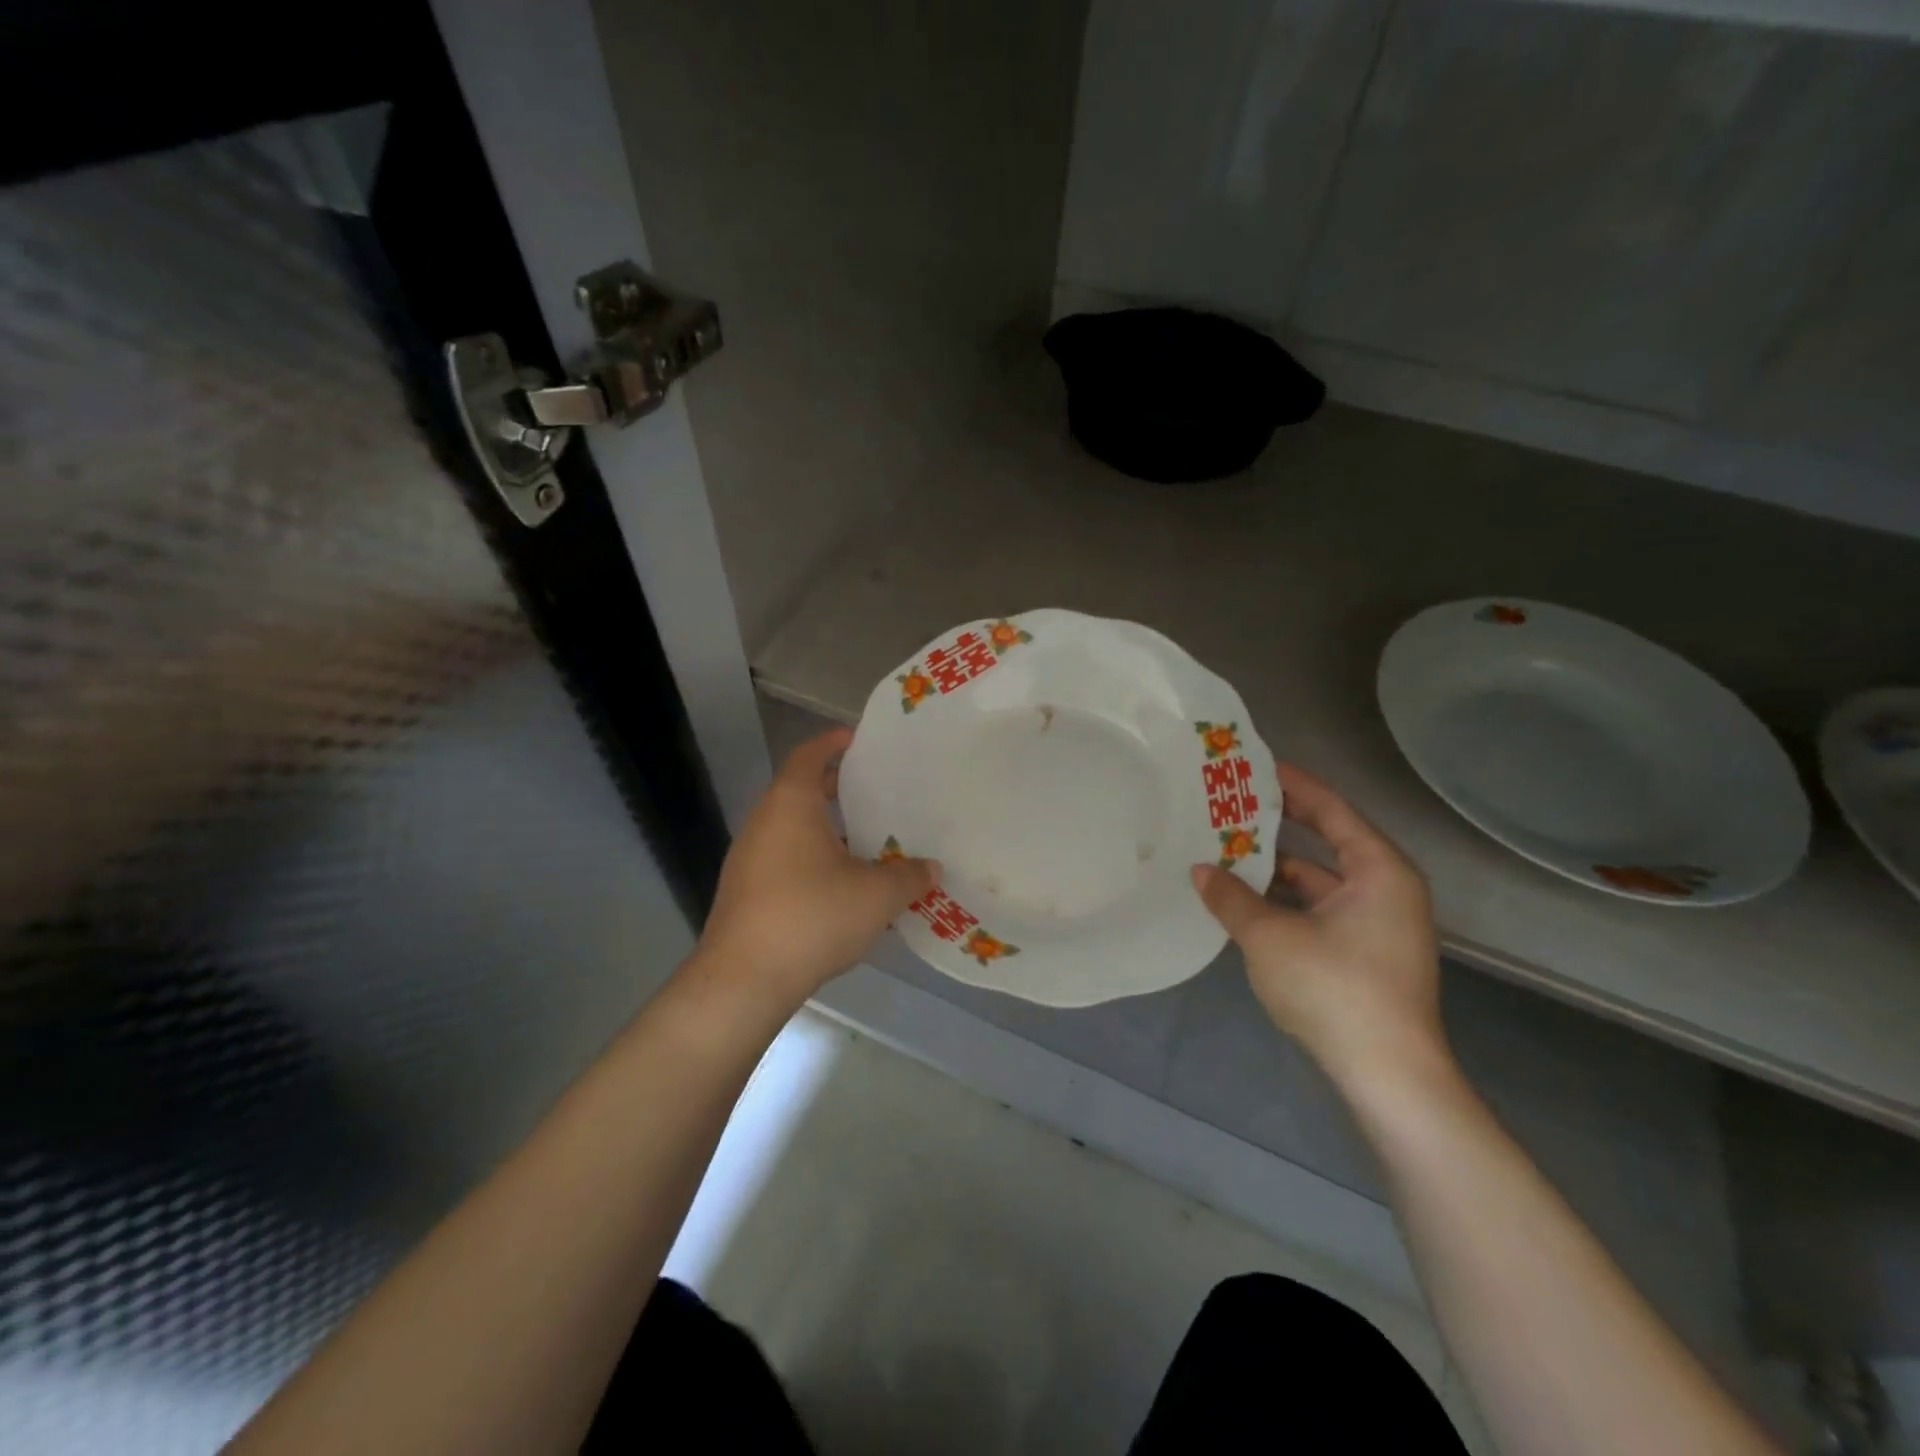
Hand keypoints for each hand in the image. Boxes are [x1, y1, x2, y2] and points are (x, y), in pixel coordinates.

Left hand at [694, 728, 939, 1008]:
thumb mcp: (877, 895)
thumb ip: (909, 876)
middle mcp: (764, 822)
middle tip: (877, 793)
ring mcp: (749, 859)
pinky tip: (843, 887)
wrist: (744, 980)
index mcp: (790, 804)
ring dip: (828, 830)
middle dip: (838, 789)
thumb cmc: (812, 916)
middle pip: (801, 791)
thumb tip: (931, 868)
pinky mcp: (746, 892)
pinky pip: (785, 860)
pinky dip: (813, 860)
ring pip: (794, 829)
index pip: (809, 755)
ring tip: (868, 842)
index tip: (858, 740)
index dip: (833, 743)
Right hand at [1190, 763, 1450, 1096]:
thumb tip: (1199, 871)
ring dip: (1274, 868)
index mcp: (1379, 870)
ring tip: (1224, 850)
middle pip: (1325, 841)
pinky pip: (1318, 908)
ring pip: (1317, 880)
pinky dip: (1284, 901)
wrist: (1388, 1076)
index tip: (1254, 766)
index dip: (1292, 784)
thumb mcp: (1270, 937)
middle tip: (1229, 806)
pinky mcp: (1364, 953)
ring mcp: (1377, 923)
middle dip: (1276, 826)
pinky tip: (1243, 900)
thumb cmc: (1335, 989)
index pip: (1331, 809)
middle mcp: (1385, 888)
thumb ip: (1231, 898)